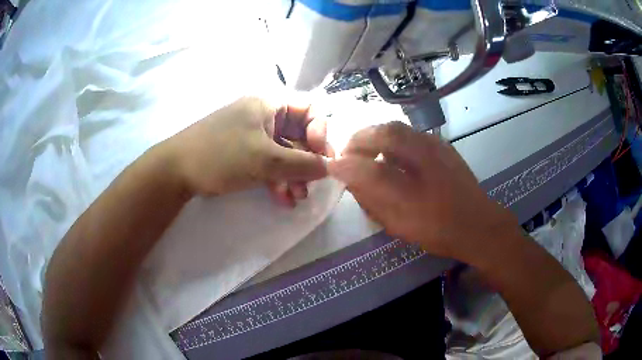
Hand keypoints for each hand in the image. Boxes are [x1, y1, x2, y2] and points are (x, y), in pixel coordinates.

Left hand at [162, 97, 332, 205]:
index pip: (309, 109)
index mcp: (269, 105)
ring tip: (297, 199)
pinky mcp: (244, 154)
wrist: (176, 171)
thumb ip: (302, 163)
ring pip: (284, 153)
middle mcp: (263, 117)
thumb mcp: (265, 159)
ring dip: (293, 176)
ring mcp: (252, 136)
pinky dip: (277, 180)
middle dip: (306, 162)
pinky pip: (268, 164)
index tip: (321, 157)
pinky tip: (282, 200)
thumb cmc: (222, 155)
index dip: (320, 132)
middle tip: (312, 185)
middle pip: (298, 135)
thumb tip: (330, 167)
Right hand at [327, 122, 517, 259]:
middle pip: (385, 134)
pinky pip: (410, 132)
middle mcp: (426, 162)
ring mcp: (436, 148)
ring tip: (366, 148)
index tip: (333, 166)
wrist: (478, 224)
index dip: (347, 166)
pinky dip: (392, 136)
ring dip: (375, 134)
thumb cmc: (439, 231)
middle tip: (348, 152)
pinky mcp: (442, 145)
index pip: (370, 170)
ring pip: (398, 128)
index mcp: (414, 189)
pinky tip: (392, 150)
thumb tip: (352, 180)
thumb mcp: (401, 225)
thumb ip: (373, 202)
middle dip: (359, 140)